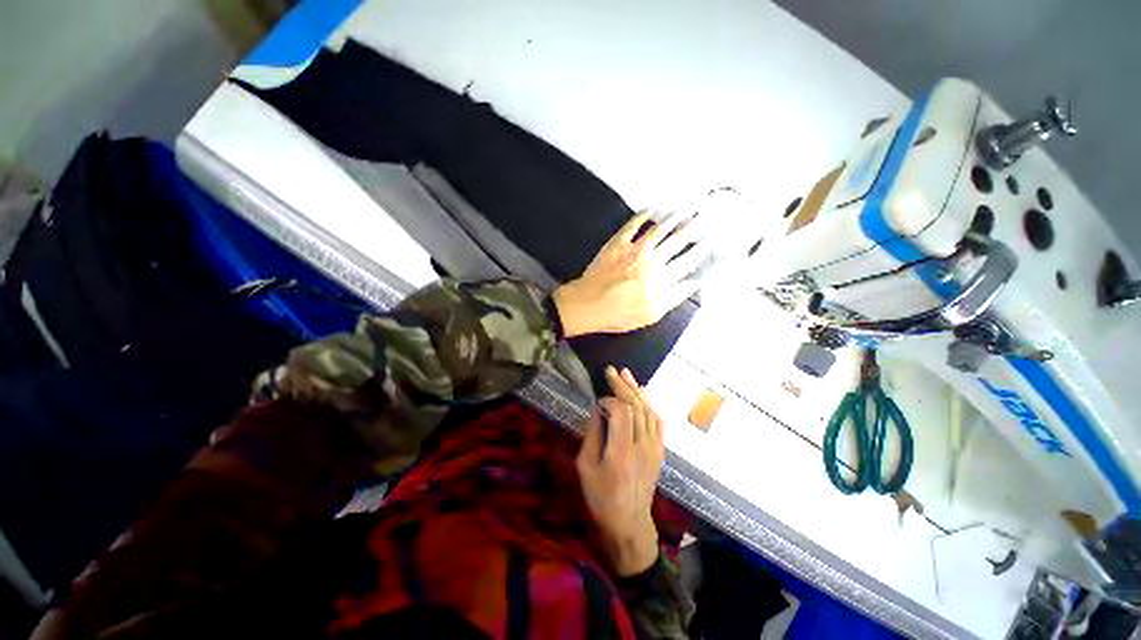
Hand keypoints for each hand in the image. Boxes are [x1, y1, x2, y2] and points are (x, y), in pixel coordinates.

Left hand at [553, 211, 709, 336]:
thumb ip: (674, 297)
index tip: (713, 240)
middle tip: (705, 217)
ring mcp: (633, 249)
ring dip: (673, 217)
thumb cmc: (618, 314)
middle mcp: (651, 260)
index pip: (687, 261)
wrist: (587, 305)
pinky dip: (642, 215)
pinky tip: (650, 208)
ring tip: (686, 209)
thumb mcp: (651, 314)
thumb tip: (694, 283)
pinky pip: (632, 225)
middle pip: (677, 240)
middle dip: (693, 228)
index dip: (702, 250)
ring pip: (659, 229)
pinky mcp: (617, 243)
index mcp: (661, 278)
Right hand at [577, 366, 665, 575]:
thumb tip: (597, 410)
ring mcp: (654, 448)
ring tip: (626, 374)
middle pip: (636, 407)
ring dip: (637, 391)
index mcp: (621, 451)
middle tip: (611, 370)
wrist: (629, 523)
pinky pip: (657, 422)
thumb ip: (592, 435)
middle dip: (623, 386)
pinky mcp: (659, 451)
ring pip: (648, 411)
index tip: (597, 402)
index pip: (621, 412)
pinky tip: (642, 395)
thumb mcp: (585, 468)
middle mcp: (641, 446)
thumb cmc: (601, 498)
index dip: (609, 400)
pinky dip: (649, 405)